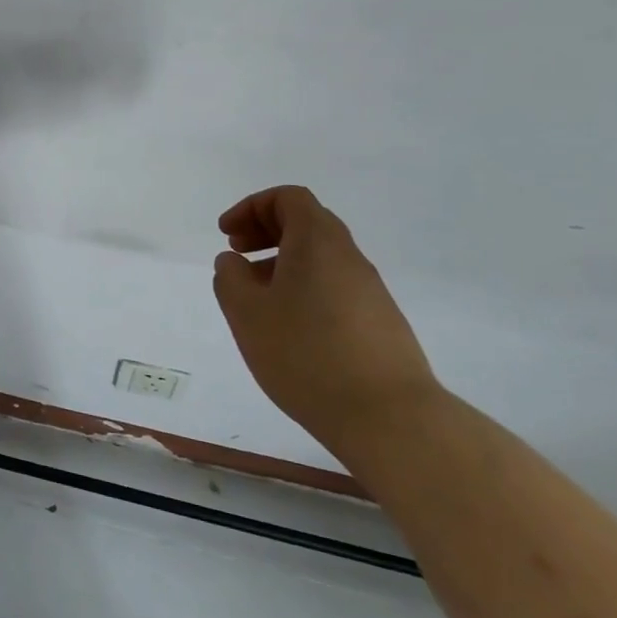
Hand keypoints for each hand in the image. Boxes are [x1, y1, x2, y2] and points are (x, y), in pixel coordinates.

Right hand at [212, 186, 441, 458]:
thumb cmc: (306, 354)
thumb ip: (231, 278)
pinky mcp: (380, 324)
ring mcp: (370, 291)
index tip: (227, 235)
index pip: (288, 198)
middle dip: (266, 231)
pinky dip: (304, 289)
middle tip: (237, 255)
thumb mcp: (247, 313)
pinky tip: (289, 328)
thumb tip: (234, 262)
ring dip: (283, 263)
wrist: (389, 418)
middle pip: (307, 223)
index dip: (252, 207)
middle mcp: (349, 257)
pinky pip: (334, 287)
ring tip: (256, 298)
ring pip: (320, 258)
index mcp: (318, 241)